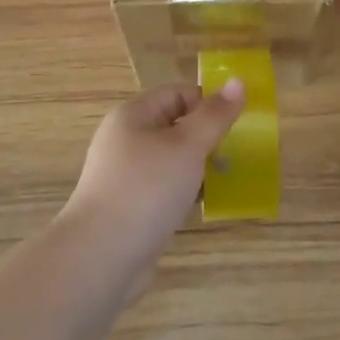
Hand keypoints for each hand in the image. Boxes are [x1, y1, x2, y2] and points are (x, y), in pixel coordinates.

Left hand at [62, 80, 245, 270]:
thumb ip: (214, 115)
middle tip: (238, 154)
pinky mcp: (130, 208)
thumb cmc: (146, 189)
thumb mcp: (187, 146)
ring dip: (199, 168)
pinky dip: (185, 193)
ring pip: (172, 160)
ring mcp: (126, 176)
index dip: (208, 104)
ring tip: (227, 181)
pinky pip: (164, 189)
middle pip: (175, 126)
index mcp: (133, 116)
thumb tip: (238, 81)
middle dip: (207, 138)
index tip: (238, 125)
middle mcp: (126, 140)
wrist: (101, 258)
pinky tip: (204, 206)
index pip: (178, 94)